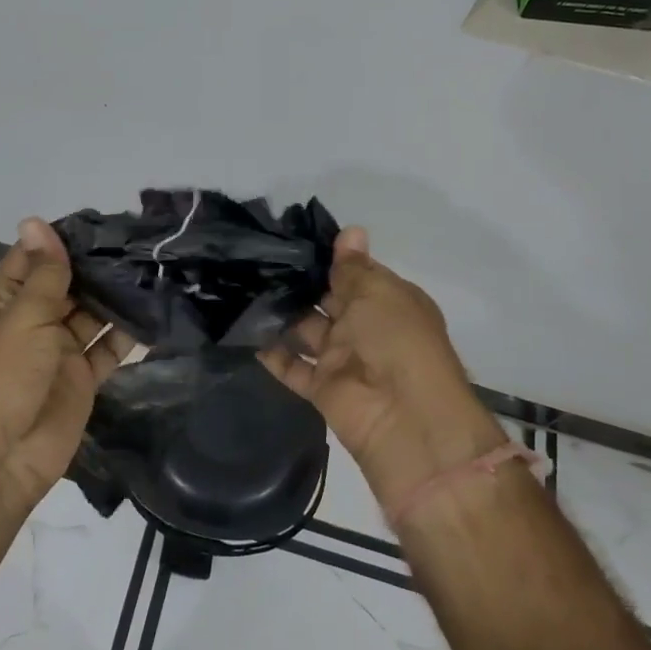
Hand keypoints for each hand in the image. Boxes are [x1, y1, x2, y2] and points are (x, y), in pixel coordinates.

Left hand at [0, 218, 133, 509]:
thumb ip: (43, 273)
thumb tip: (35, 220)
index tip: (105, 218)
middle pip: (70, 285)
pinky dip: (129, 334)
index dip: (64, 239)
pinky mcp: (83, 379)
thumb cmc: (2, 378)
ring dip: (118, 296)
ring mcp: (60, 351)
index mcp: (8, 301)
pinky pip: (109, 349)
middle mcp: (34, 321)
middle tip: (143, 241)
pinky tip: (157, 311)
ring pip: (93, 314)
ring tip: (156, 268)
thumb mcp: (23, 317)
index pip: (35, 258)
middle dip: (99, 266)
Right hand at [264, 228, 507, 515]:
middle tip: (257, 259)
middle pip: (328, 300)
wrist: (406, 420)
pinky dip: (273, 353)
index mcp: (388, 301)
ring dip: (281, 314)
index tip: (290, 238)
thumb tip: (352, 229)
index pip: (355, 273)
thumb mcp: (377, 293)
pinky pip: (293, 366)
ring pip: (306, 330)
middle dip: (299, 283)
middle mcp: (366, 328)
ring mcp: (343, 358)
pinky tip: (245, 331)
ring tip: (244, 287)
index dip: (328, 258)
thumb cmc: (397, 340)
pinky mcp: (323, 388)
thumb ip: (353, 267)